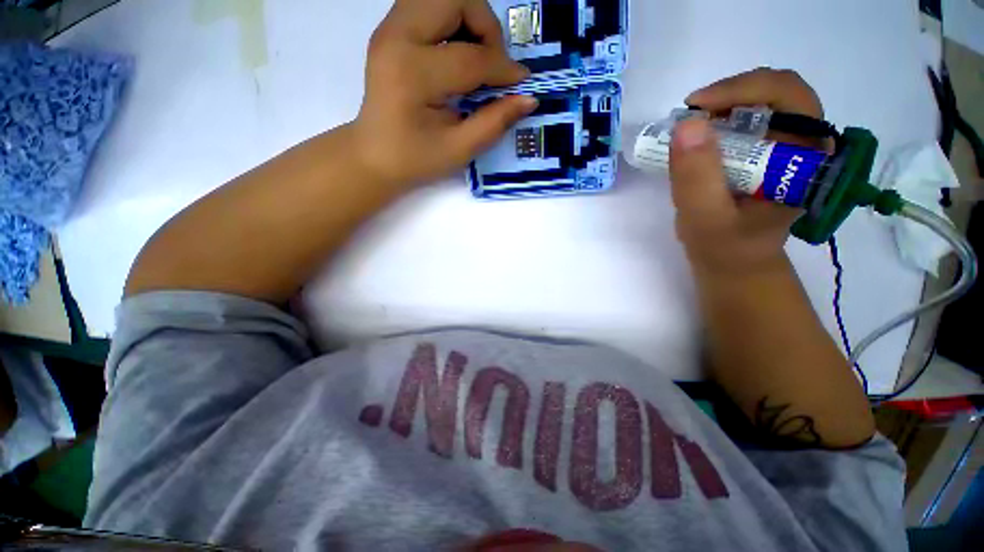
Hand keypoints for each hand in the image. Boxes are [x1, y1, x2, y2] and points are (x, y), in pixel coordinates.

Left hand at [351, 0, 537, 188]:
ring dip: (470, 20)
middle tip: (493, 64)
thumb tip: (528, 99)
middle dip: (486, 26)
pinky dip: (453, 22)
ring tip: (477, 58)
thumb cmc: (415, 159)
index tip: (521, 83)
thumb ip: (494, 123)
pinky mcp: (391, 30)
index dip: (504, 69)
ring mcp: (390, 29)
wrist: (374, 156)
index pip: (471, 57)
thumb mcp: (458, 150)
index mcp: (413, 74)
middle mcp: (398, 38)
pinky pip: (430, 7)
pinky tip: (458, 54)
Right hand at [669, 68, 826, 275]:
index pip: (791, 97)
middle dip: (730, 95)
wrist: (734, 264)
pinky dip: (718, 120)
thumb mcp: (706, 219)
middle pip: (777, 92)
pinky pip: (747, 120)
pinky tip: (698, 140)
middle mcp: (804, 145)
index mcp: (808, 159)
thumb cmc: (725, 249)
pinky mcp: (766, 154)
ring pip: (761, 102)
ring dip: (722, 106)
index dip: (743, 89)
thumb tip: (687, 124)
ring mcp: (785, 148)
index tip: (696, 107)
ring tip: (689, 130)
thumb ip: (697, 177)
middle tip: (690, 117)